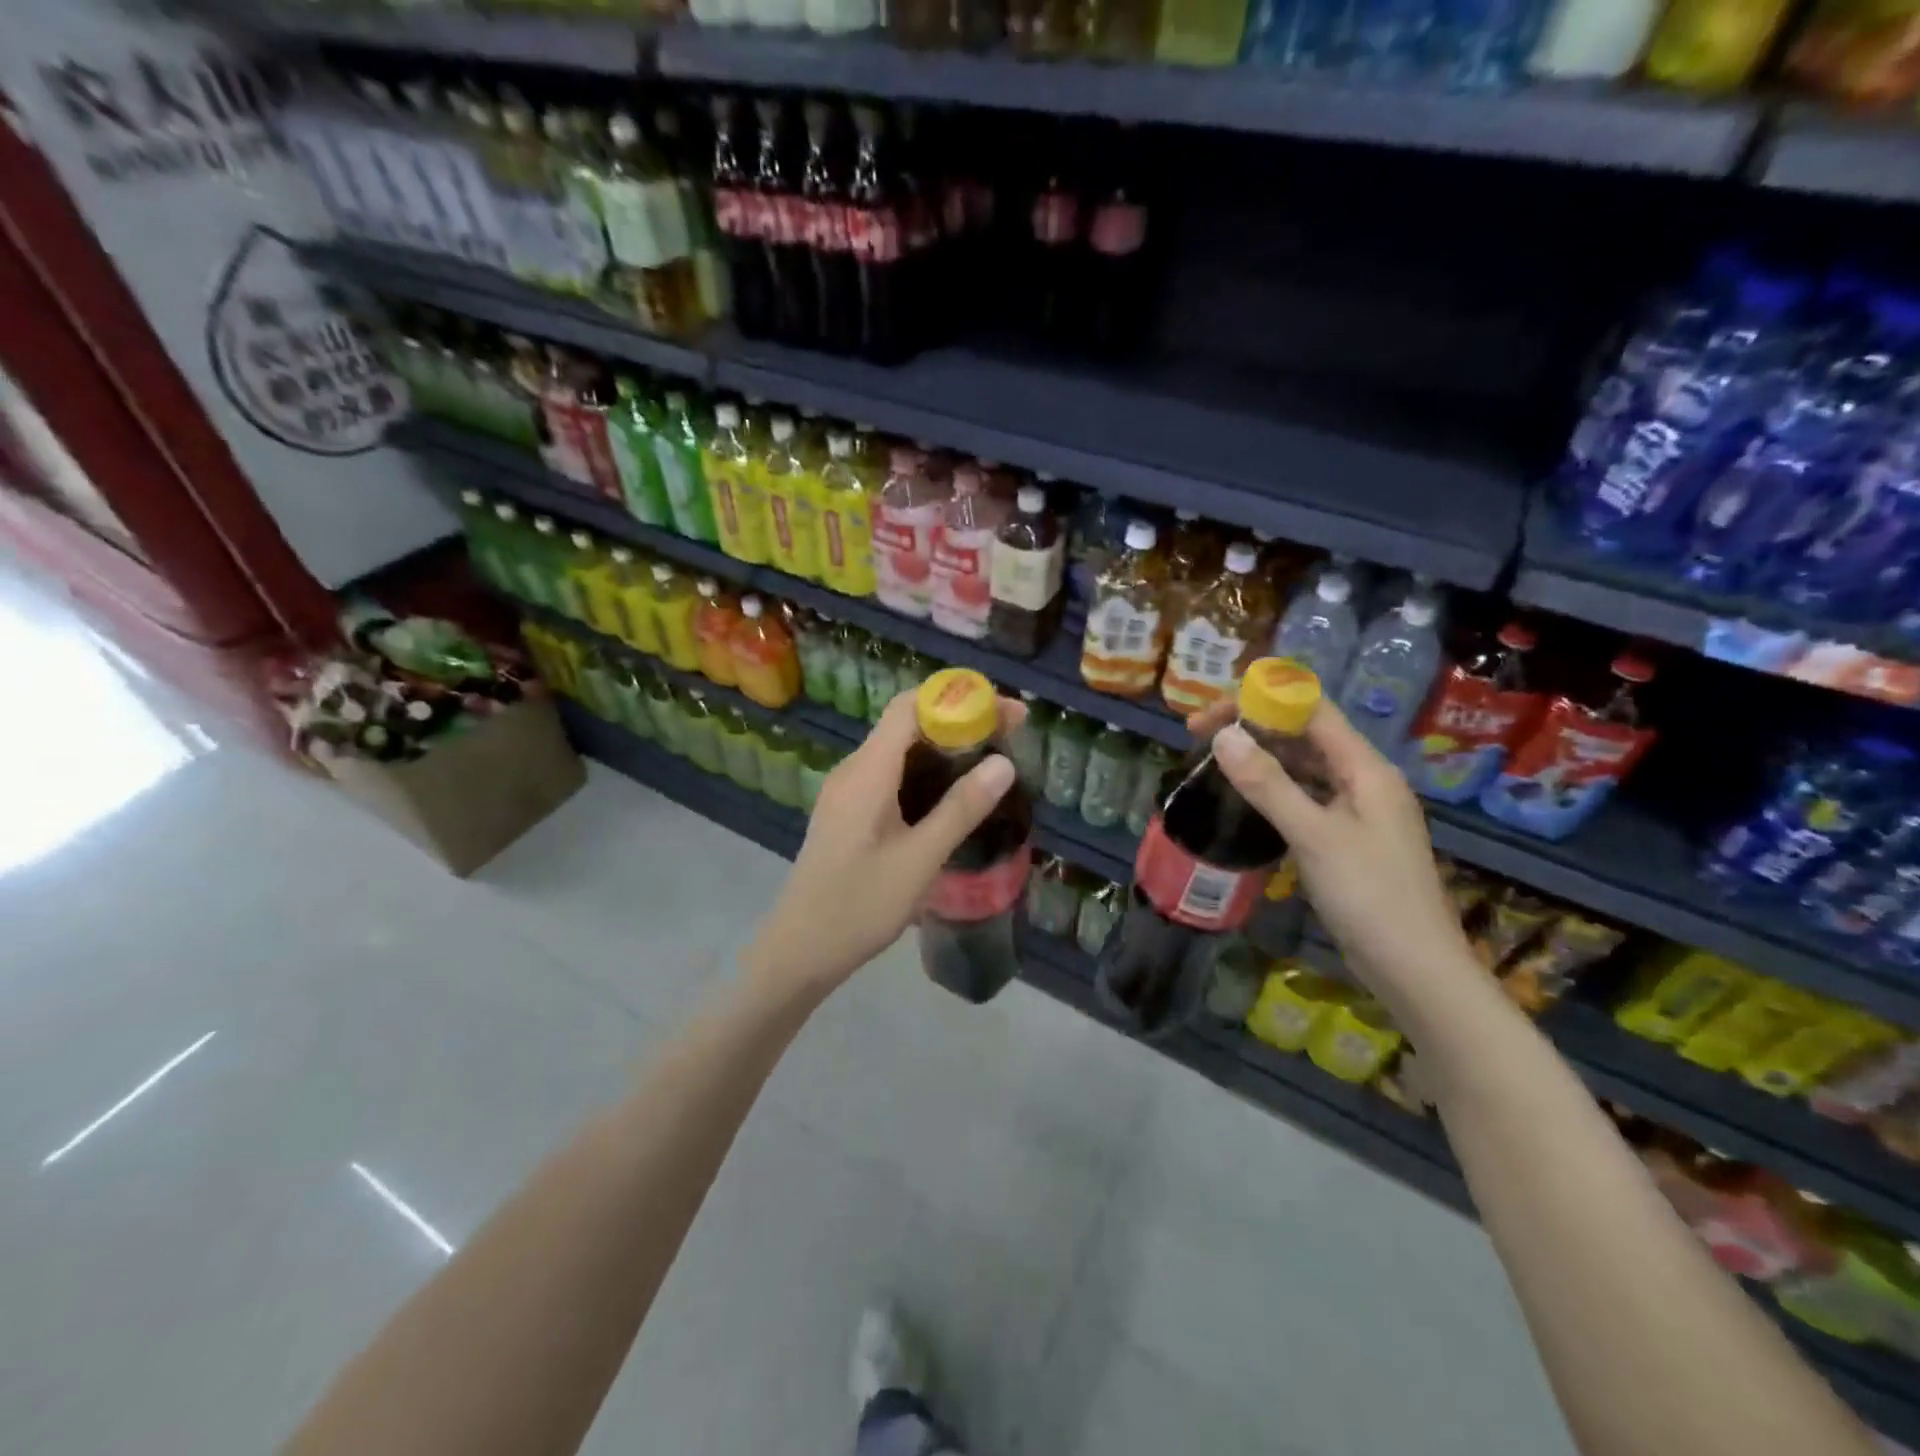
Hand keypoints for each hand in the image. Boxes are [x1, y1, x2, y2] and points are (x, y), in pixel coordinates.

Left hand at [743, 689, 1023, 999]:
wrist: (800, 951)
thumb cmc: (859, 905)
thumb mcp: (920, 859)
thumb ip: (961, 809)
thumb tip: (1004, 763)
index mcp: (867, 772)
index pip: (911, 706)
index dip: (959, 698)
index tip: (1005, 711)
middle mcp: (853, 770)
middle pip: (907, 723)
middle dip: (959, 720)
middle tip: (1010, 736)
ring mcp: (847, 791)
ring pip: (899, 749)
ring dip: (944, 747)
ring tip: (990, 762)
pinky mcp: (848, 812)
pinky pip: (889, 774)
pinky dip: (925, 771)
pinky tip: (950, 795)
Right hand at [1187, 697, 1475, 1005]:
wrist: (1414, 969)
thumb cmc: (1369, 896)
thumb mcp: (1313, 835)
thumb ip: (1268, 784)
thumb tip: (1224, 736)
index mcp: (1366, 768)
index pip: (1311, 710)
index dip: (1260, 701)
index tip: (1210, 714)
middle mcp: (1365, 780)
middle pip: (1306, 734)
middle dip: (1253, 728)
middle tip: (1198, 737)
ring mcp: (1358, 810)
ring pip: (1305, 766)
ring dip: (1262, 757)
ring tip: (1215, 760)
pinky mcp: (1348, 837)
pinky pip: (1307, 796)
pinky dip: (1275, 789)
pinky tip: (1247, 798)